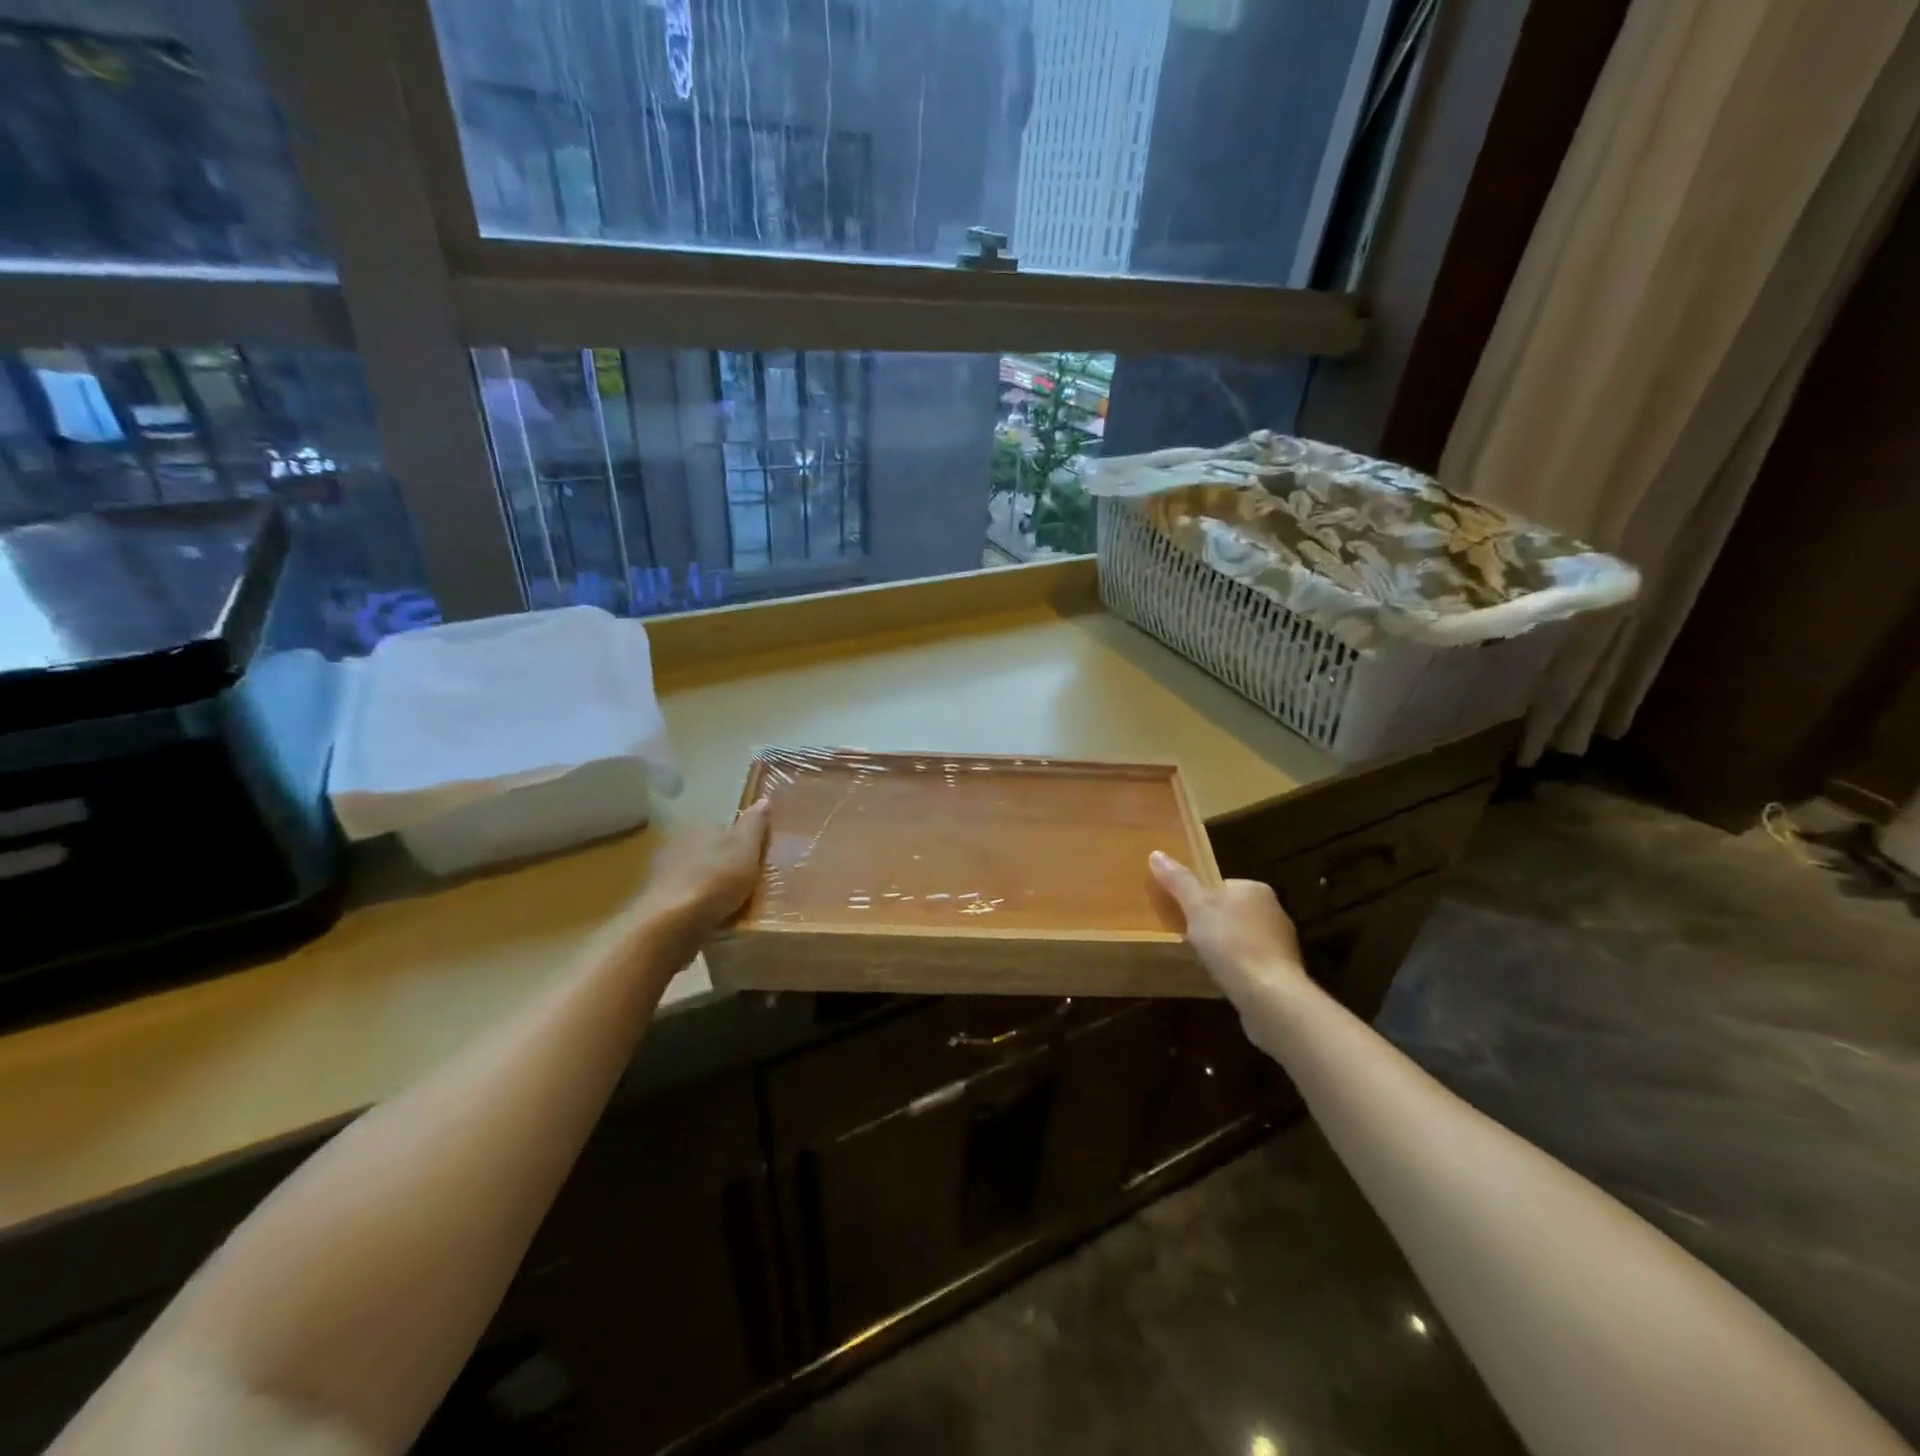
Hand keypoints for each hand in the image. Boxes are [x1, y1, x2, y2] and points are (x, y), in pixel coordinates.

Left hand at [636, 799, 770, 939]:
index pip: (723, 828)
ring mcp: (661, 871)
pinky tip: (708, 918)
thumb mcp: (747, 847)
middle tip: (744, 886)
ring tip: (728, 906)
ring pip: (694, 874)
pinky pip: (683, 897)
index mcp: (698, 825)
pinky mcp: (654, 899)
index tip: (753, 863)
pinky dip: (695, 905)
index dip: (740, 844)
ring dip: (707, 886)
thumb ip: (755, 824)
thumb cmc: (715, 878)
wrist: (672, 921)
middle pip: (708, 851)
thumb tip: (763, 800)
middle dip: (722, 865)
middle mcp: (675, 841)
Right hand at [1149, 850, 1307, 999]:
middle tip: (1187, 938)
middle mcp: (1274, 910)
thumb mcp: (1196, 906)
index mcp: (1256, 889)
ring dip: (1226, 948)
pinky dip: (1237, 967)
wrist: (1270, 995)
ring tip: (1203, 961)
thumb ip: (1178, 881)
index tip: (1182, 915)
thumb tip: (1156, 853)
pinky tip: (1223, 979)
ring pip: (1242, 938)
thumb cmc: (1231, 942)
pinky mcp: (1283, 972)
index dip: (1199, 899)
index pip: (1220, 886)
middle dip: (1212, 924)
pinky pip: (1252, 962)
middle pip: (1231, 911)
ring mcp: (1282, 943)